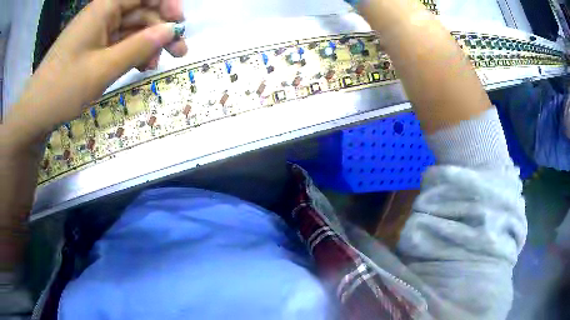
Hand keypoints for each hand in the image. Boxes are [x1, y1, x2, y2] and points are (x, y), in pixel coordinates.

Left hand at [7, 0, 186, 145]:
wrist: (36, 112)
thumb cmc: (64, 88)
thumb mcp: (103, 69)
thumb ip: (138, 47)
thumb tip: (170, 31)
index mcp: (104, 8)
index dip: (166, 3)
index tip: (179, 24)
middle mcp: (102, 13)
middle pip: (140, 11)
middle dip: (160, 29)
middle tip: (179, 52)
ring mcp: (97, 31)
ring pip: (131, 28)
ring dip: (146, 44)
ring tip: (155, 66)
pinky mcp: (92, 46)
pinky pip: (118, 42)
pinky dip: (131, 52)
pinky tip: (138, 67)